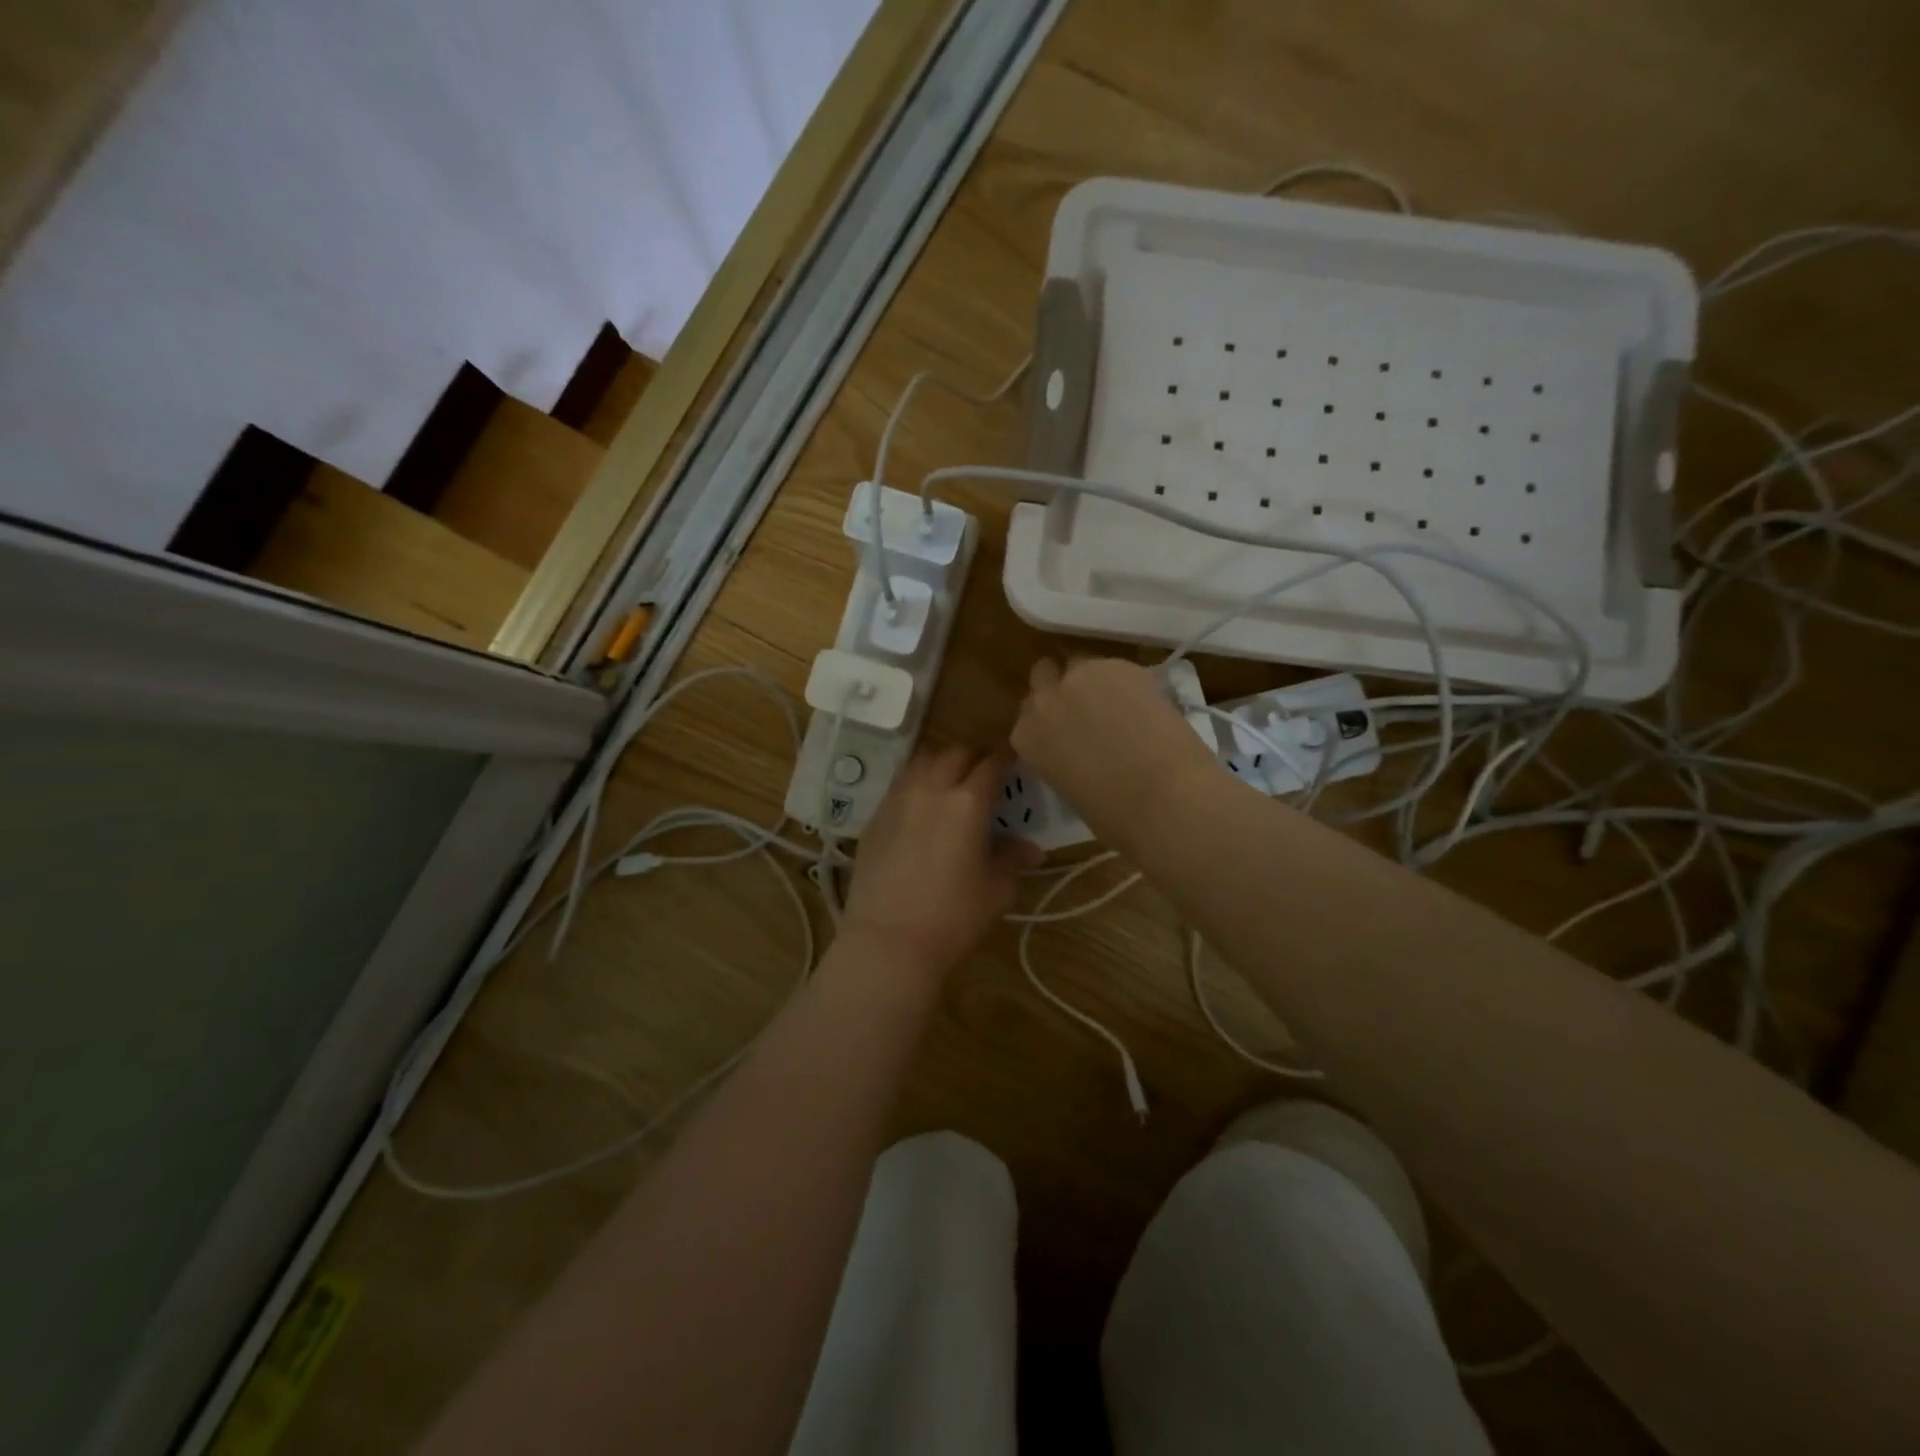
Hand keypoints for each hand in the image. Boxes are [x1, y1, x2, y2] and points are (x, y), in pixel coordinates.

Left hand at [839, 746, 1040, 977]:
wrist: (888, 942)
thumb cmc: (953, 918)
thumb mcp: (996, 891)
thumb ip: (1013, 860)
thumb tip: (1031, 849)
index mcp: (968, 802)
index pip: (992, 763)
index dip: (1006, 756)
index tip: (1014, 758)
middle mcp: (930, 789)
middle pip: (954, 753)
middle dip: (973, 758)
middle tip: (983, 776)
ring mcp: (897, 800)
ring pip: (921, 762)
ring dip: (940, 765)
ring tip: (949, 785)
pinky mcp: (874, 818)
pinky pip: (899, 786)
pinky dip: (915, 785)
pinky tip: (920, 810)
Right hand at [1011, 657, 1217, 844]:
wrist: (1163, 798)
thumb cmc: (1114, 815)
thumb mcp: (1068, 786)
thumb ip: (1062, 756)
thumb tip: (1080, 748)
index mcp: (1026, 737)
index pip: (1029, 713)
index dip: (1051, 717)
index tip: (1067, 728)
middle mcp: (1044, 700)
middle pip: (1045, 675)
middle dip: (1063, 688)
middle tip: (1090, 708)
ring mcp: (1079, 677)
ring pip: (1081, 666)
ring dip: (1096, 682)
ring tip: (1124, 706)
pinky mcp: (1117, 666)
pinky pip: (1116, 668)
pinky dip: (1128, 682)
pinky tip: (1148, 706)